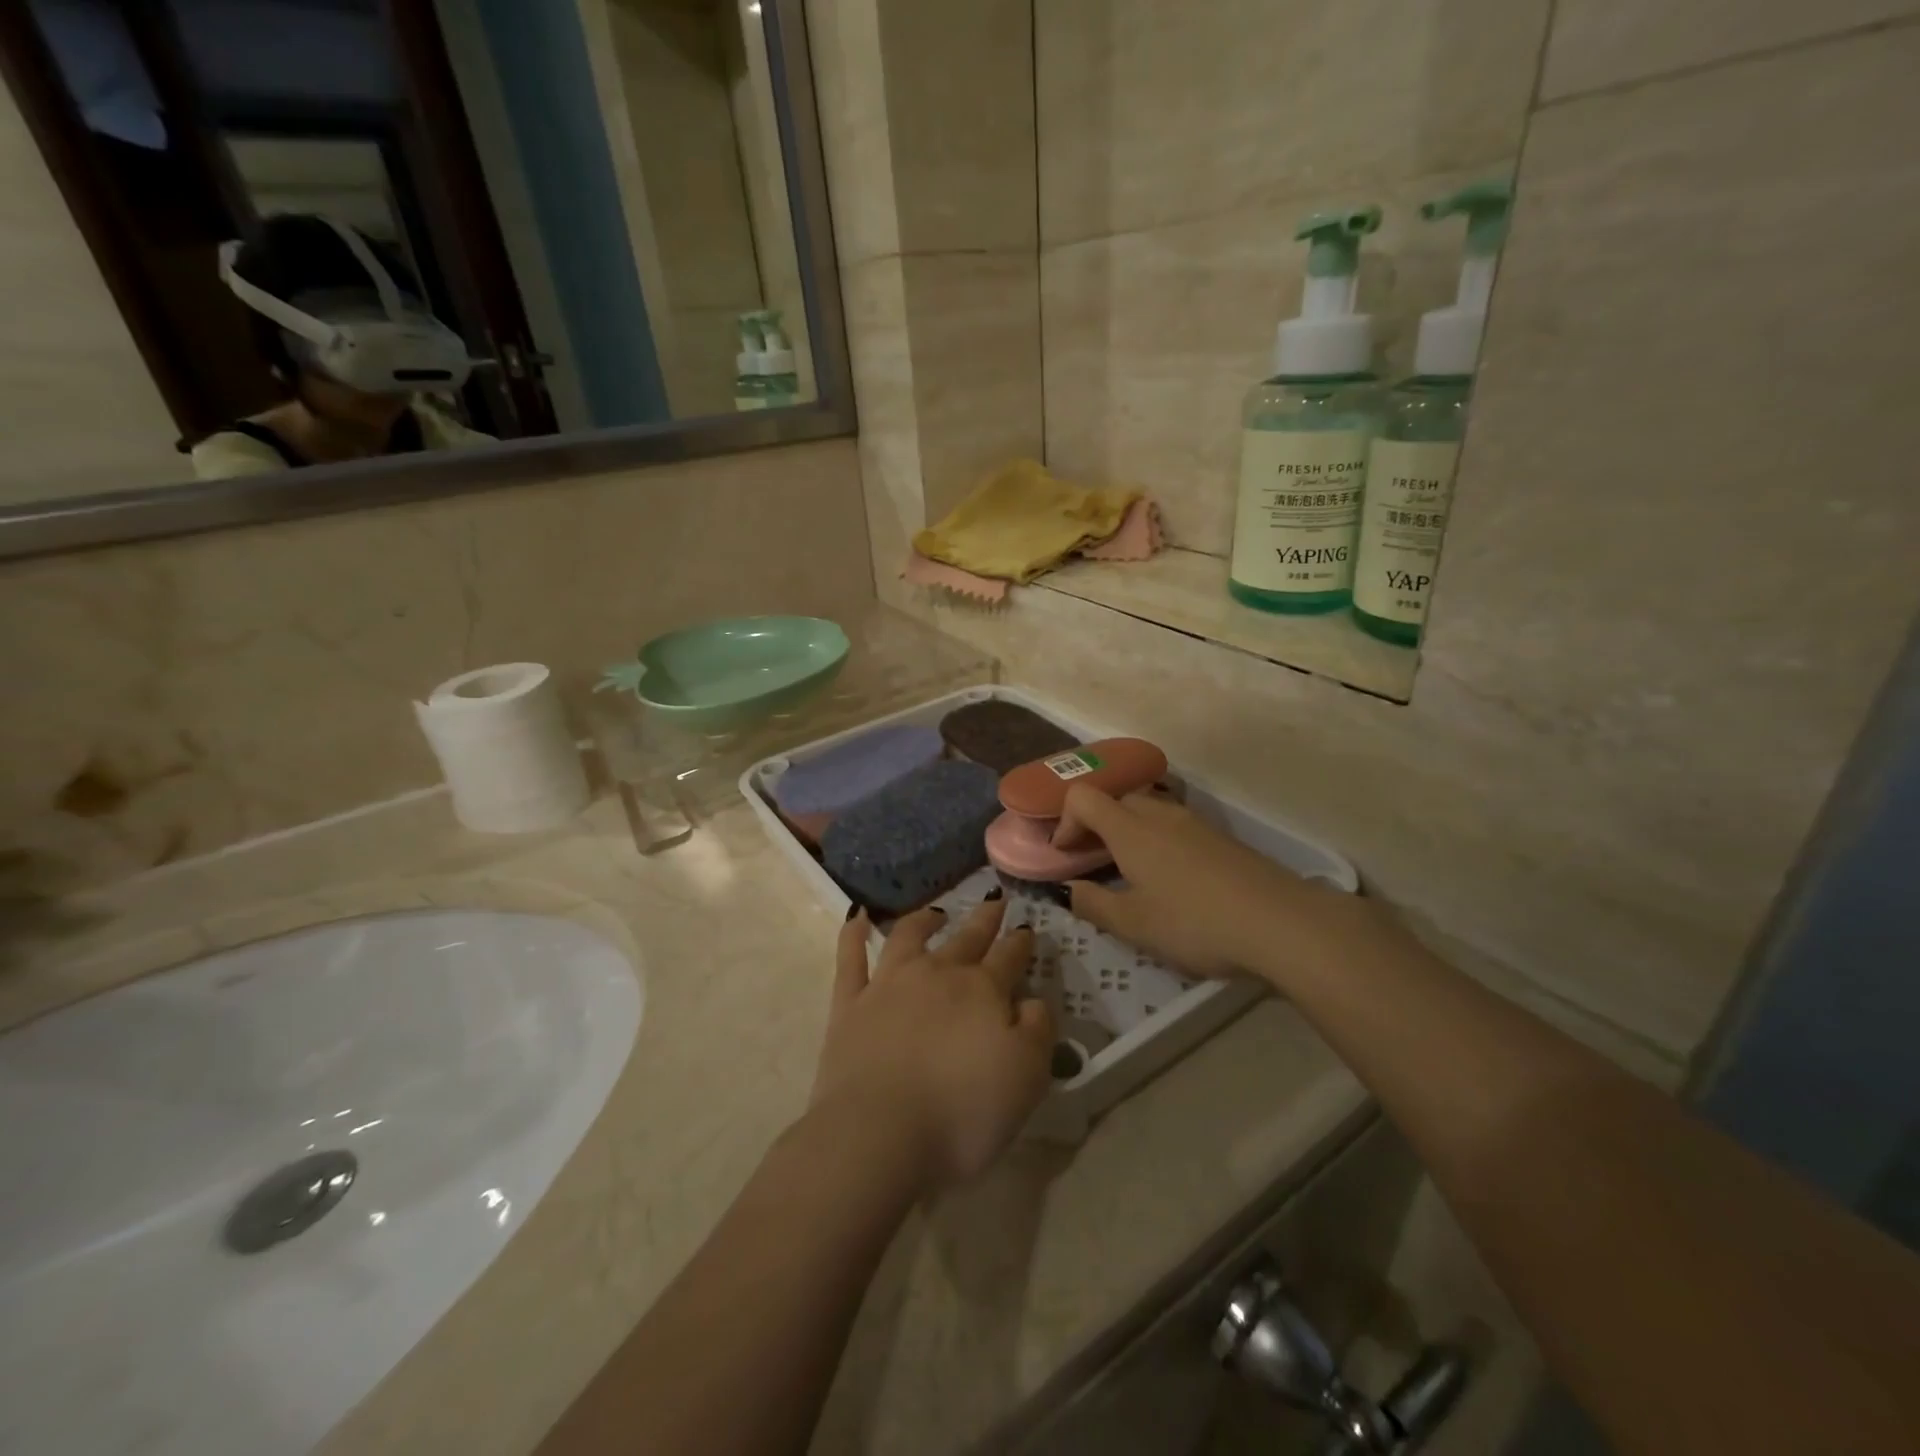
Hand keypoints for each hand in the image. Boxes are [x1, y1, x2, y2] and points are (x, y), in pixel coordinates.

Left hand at [811, 896, 1053, 1189]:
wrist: (879, 1134)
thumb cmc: (963, 1112)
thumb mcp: (1027, 1077)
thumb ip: (1038, 1029)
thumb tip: (1033, 1000)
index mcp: (982, 990)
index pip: (1009, 956)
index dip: (1021, 942)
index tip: (1027, 929)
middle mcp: (936, 974)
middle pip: (966, 938)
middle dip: (985, 920)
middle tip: (996, 902)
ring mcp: (888, 984)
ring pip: (909, 936)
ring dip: (925, 919)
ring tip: (936, 912)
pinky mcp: (849, 1004)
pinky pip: (850, 958)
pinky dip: (853, 934)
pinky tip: (856, 917)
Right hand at [1052, 786, 1357, 981]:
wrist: (1281, 923)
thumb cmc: (1195, 923)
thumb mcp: (1134, 925)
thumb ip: (1093, 904)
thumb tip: (1068, 890)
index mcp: (1130, 829)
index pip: (1083, 797)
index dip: (1064, 821)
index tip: (1066, 855)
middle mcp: (1160, 814)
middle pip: (1116, 798)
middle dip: (1095, 823)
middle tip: (1092, 860)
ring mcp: (1195, 822)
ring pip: (1148, 809)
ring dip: (1128, 830)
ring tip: (1130, 871)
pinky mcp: (1221, 838)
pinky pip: (1174, 825)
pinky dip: (1157, 840)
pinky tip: (1171, 879)